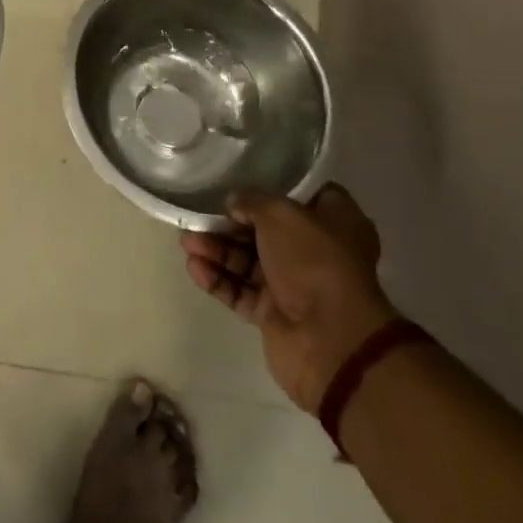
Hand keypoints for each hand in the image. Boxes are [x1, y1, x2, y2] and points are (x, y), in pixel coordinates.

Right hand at [181, 183, 396, 412]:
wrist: (330, 340)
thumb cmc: (314, 262)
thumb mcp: (280, 213)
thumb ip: (252, 201)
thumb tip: (234, 203)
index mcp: (336, 222)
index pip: (303, 195)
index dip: (272, 187)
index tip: (240, 182)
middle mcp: (317, 252)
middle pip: (266, 230)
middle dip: (230, 223)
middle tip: (198, 216)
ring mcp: (295, 285)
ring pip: (248, 261)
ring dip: (217, 249)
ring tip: (186, 242)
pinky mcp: (274, 314)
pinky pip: (240, 290)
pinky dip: (218, 279)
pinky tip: (193, 267)